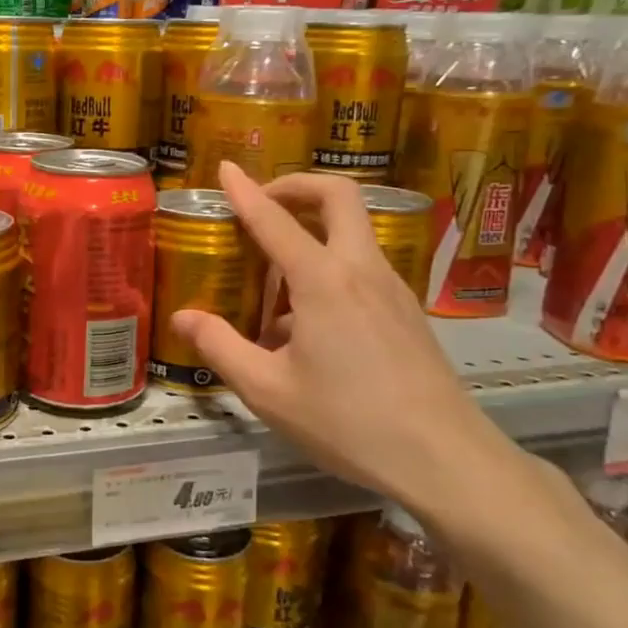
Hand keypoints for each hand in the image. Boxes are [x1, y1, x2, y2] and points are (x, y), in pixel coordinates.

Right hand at [170, 163, 521, 515]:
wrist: (444, 459)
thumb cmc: (347, 422)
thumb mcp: (268, 391)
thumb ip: (221, 347)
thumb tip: (183, 317)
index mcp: (323, 281)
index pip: (275, 219)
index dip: (246, 191)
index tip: (225, 169)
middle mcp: (361, 270)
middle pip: (338, 196)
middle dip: (297, 186)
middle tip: (263, 204)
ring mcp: (393, 289)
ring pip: (353, 232)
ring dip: (313, 231)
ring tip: (275, 278)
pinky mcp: (407, 313)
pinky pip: (363, 268)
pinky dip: (331, 267)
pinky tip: (308, 322)